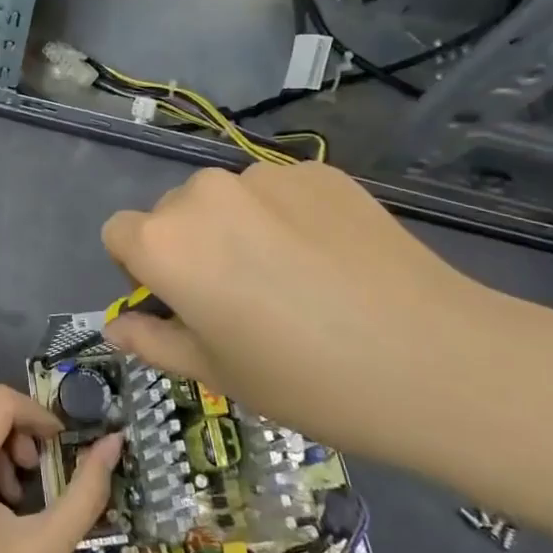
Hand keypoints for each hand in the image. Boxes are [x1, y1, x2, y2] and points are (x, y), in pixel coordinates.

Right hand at [100, 162, 552, 476]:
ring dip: (238, 228)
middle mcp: (203, 193)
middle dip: (189, 246)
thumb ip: (153, 341)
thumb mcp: (216, 373)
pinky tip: (331, 260)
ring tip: (294, 279)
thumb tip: (117, 325)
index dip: (139, 269)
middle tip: (240, 298)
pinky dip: (287, 217)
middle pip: (172, 212)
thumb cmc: (306, 381)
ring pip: (227, 199)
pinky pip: (279, 191)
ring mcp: (265, 175)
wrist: (435, 361)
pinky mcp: (319, 171)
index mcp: (165, 243)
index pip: (119, 233)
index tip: (179, 303)